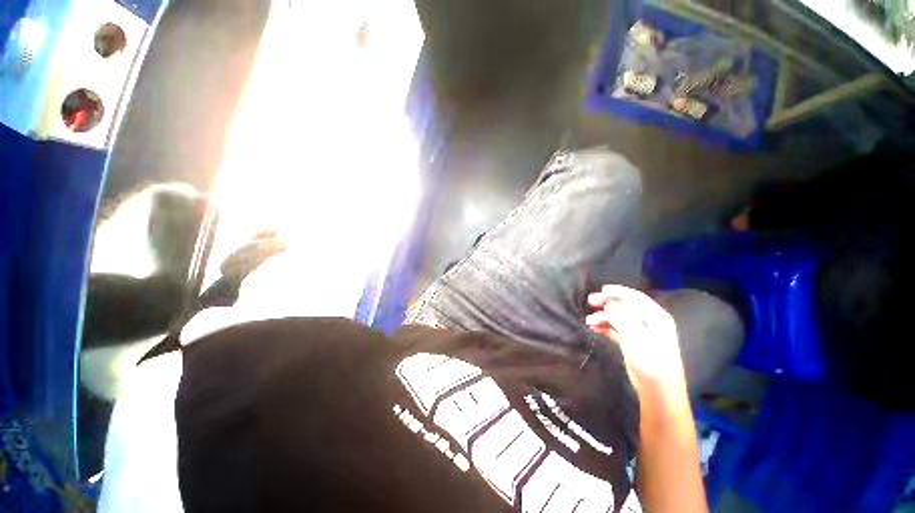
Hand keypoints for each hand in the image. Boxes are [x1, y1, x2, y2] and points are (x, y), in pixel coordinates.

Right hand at [585, 285, 687, 404]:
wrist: (658, 392)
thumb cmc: (651, 363)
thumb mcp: (636, 339)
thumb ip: (622, 318)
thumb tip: (609, 303)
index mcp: (656, 318)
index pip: (636, 298)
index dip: (619, 292)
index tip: (601, 290)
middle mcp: (649, 322)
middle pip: (626, 306)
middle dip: (608, 302)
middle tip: (590, 301)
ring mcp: (641, 333)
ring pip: (619, 318)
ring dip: (604, 316)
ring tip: (589, 320)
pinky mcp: (633, 343)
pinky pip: (617, 329)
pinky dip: (605, 327)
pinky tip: (594, 328)